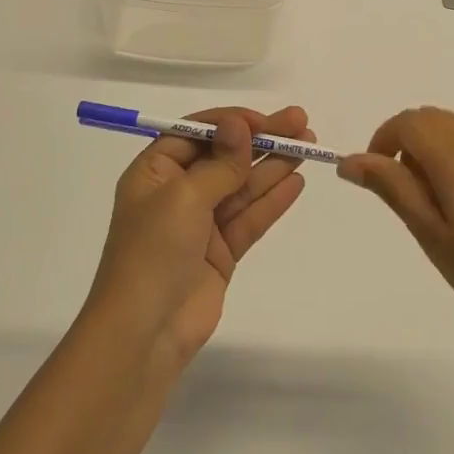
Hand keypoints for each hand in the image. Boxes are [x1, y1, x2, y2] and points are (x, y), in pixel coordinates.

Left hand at [86, 106, 310, 369]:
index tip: (266, 120)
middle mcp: (177, 192)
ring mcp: (200, 223)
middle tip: (302, 123)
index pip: (197, 132)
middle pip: (225, 156)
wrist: (145, 332)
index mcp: (155, 171)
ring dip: (274, 165)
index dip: (232, 123)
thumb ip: (220, 163)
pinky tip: (296, 182)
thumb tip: (240, 124)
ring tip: (309, 147)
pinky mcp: (221, 252)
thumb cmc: (153, 251)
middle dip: (262, 139)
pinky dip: (272, 200)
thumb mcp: (184, 196)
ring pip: (243, 185)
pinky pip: (250, 218)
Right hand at [339, 107, 453, 353]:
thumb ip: (391, 187)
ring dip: (435, 151)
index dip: (383, 140)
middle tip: (405, 194)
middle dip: (408, 143)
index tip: (377, 177)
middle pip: (433, 120)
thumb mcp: (429, 233)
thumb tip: (350, 160)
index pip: (408, 121)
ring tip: (438, 207)